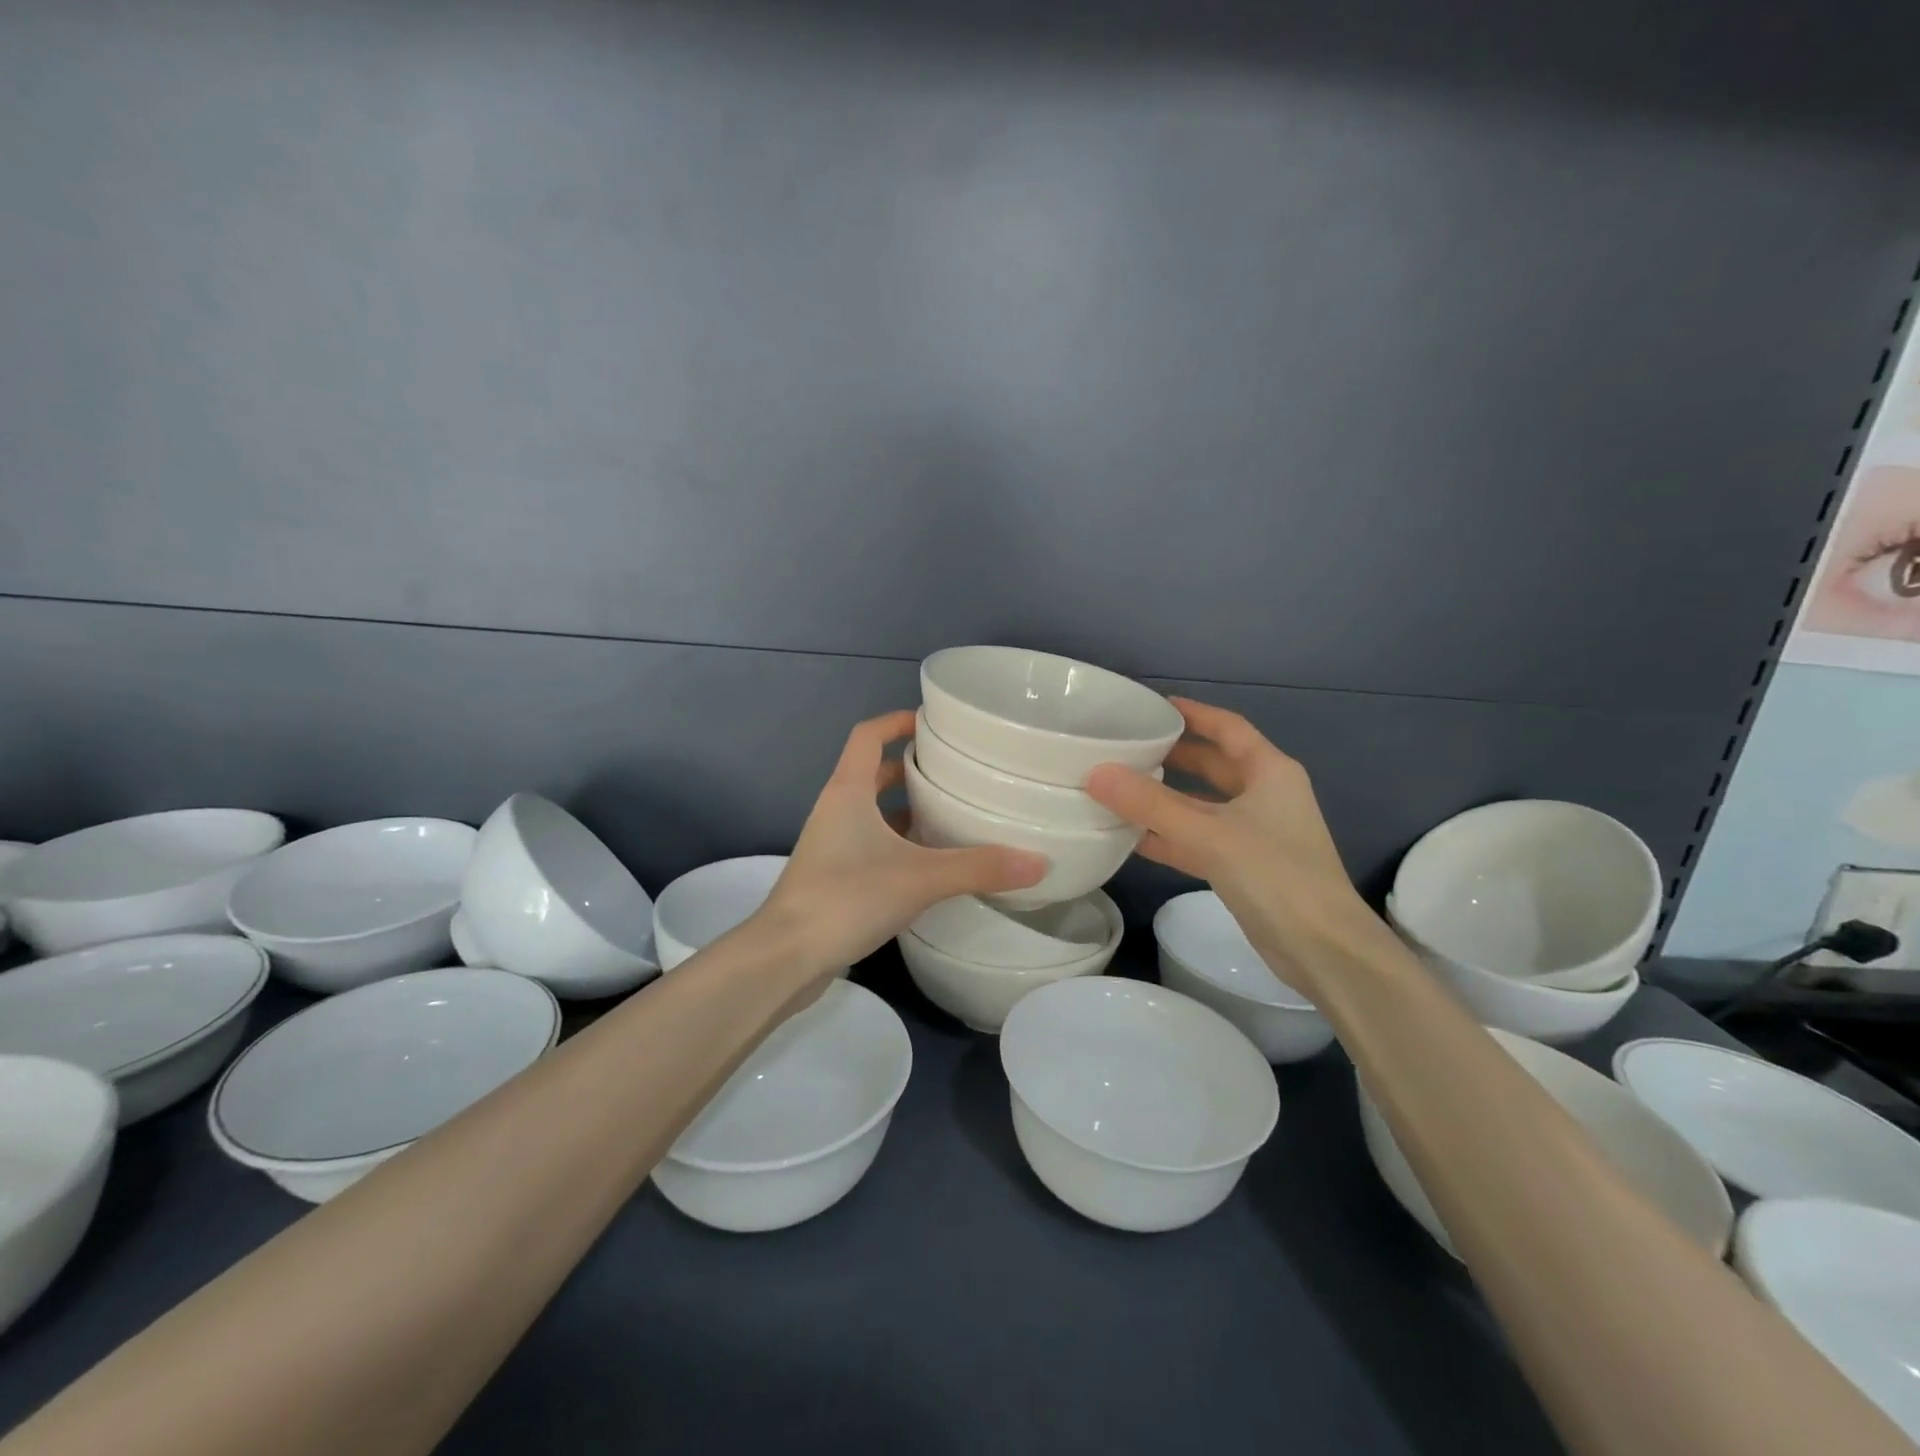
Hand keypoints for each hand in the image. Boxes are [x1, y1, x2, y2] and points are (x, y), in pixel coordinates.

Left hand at [758, 710, 1047, 975]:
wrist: (786, 957)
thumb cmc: (846, 897)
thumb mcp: (920, 878)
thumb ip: (979, 868)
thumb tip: (1040, 862)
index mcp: (848, 791)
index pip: (868, 736)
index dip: (896, 722)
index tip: (932, 722)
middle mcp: (836, 810)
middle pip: (873, 773)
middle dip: (912, 769)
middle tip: (956, 773)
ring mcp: (831, 845)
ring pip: (873, 813)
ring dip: (907, 811)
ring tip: (952, 816)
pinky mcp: (833, 878)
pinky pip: (870, 846)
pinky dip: (899, 845)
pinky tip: (931, 866)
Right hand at [1083, 698, 1378, 982]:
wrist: (1321, 948)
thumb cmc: (1274, 874)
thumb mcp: (1208, 833)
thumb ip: (1150, 804)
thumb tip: (1095, 773)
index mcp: (1269, 771)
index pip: (1227, 727)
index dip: (1192, 712)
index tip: (1152, 706)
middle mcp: (1264, 795)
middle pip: (1213, 765)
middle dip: (1172, 755)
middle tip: (1126, 746)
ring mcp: (1255, 833)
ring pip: (1202, 805)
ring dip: (1165, 798)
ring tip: (1119, 787)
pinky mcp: (1243, 866)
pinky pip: (1198, 839)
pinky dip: (1169, 836)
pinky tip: (1131, 837)